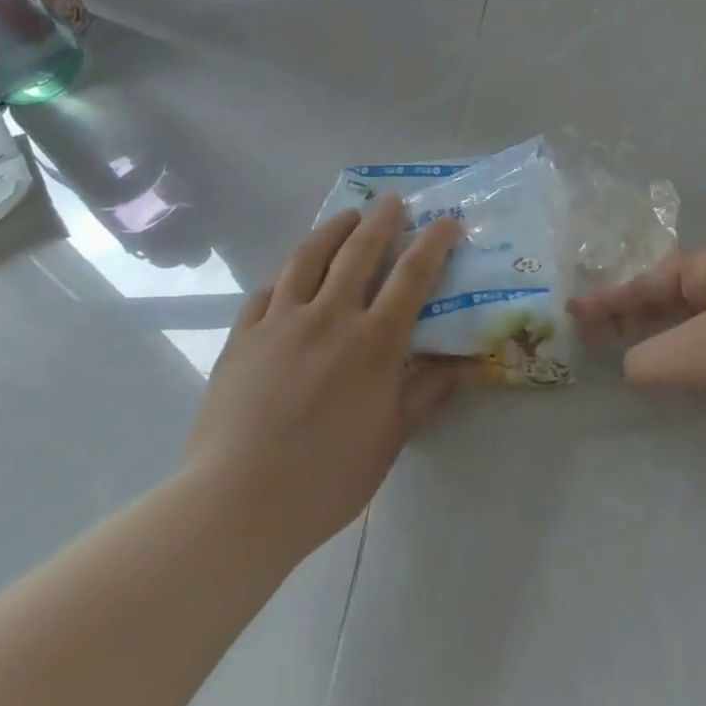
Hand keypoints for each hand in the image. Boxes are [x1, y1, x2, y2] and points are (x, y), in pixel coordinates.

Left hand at [185, 198, 467, 555]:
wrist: (238, 503)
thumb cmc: (327, 477)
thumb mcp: (392, 439)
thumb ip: (428, 393)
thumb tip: (466, 365)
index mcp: (373, 341)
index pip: (412, 276)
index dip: (433, 243)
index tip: (446, 221)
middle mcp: (330, 317)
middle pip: (359, 251)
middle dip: (381, 220)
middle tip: (392, 202)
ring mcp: (281, 322)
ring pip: (309, 258)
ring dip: (333, 230)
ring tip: (346, 217)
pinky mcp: (243, 336)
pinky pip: (267, 291)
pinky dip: (286, 274)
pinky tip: (292, 273)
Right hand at [570, 245, 705, 463]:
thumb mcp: (695, 356)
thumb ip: (647, 359)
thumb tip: (632, 366)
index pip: (651, 278)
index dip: (610, 297)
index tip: (573, 314)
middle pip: (670, 296)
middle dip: (630, 316)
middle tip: (590, 338)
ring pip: (693, 325)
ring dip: (658, 340)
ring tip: (619, 357)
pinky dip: (688, 360)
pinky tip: (670, 380)